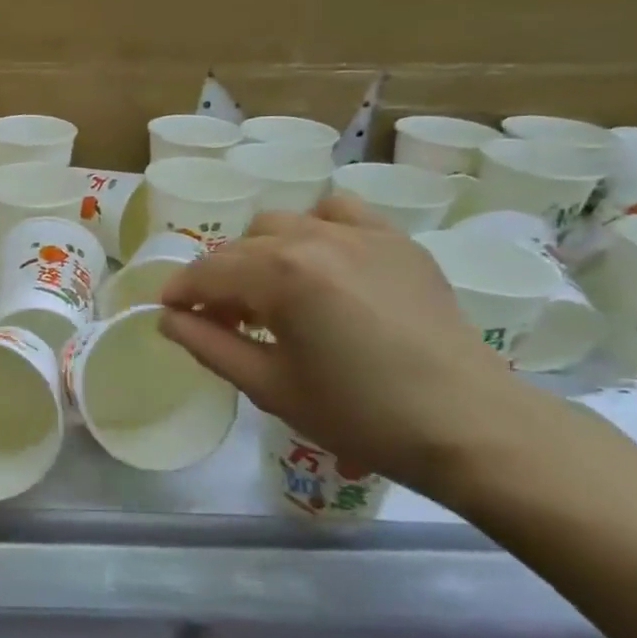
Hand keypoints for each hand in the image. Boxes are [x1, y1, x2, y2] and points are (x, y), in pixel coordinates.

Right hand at [159, 194, 531, 495]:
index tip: (169, 315)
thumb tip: (167, 320)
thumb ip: (208, 346)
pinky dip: (314, 229)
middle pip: (240, 247)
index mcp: (280, 275)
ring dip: (260, 253)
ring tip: (271, 293)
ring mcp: (360, 233)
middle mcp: (314, 238)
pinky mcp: (396, 240)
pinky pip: (337, 212)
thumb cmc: (360, 415)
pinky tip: (320, 263)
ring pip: (281, 223)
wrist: (469, 425)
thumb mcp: (270, 387)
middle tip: (222, 321)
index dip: (180, 293)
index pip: (207, 272)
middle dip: (218, 280)